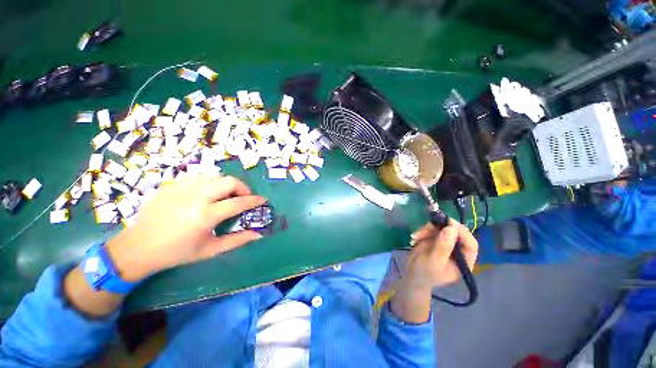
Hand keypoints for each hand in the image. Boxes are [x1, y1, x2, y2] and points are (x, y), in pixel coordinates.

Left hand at [107, 174, 265, 281]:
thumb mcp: (210, 250)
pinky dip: (210, 182)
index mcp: (206, 216)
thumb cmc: (177, 252)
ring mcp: (182, 188)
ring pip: (215, 175)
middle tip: (243, 197)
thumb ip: (237, 240)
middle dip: (242, 187)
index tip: (262, 200)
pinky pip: (199, 176)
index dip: (254, 201)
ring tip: (226, 195)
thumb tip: (259, 235)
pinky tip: (207, 193)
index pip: (238, 203)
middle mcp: (196, 197)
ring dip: (226, 184)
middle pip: (229, 181)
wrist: (138, 247)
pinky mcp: (172, 185)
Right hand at [390, 220, 477, 322]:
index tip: (449, 223)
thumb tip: (452, 228)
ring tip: (416, 236)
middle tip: (429, 226)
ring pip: (442, 228)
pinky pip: (432, 228)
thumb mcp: (435, 262)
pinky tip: (415, 237)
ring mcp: (446, 242)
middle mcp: (457, 250)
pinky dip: (423, 230)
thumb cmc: (425, 273)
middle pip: (455, 232)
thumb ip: (443, 246)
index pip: (470, 244)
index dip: (462, 233)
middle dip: (441, 228)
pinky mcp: (435, 238)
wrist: (412, 273)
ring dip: (428, 229)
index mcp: (463, 260)